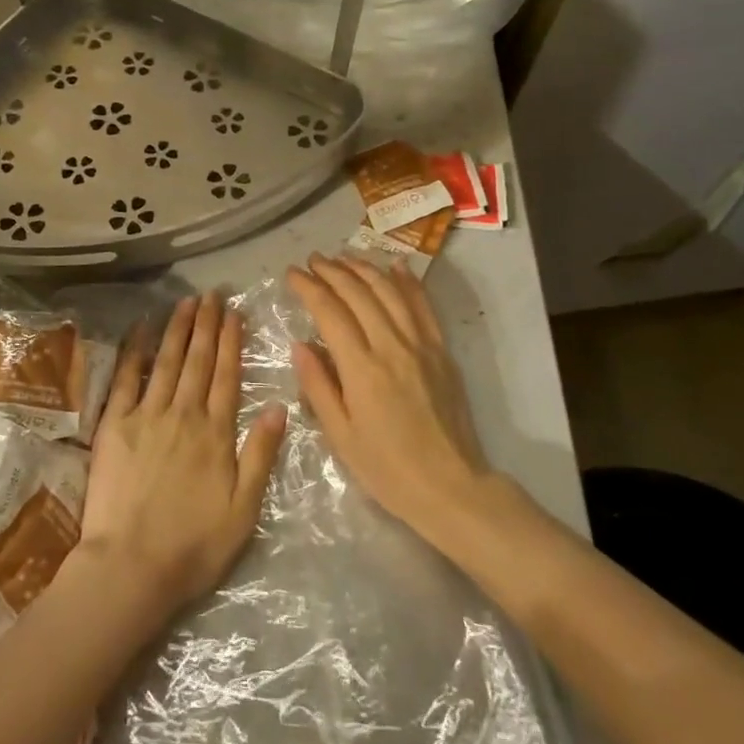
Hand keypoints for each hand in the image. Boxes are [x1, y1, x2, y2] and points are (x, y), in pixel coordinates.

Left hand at [76, 292, 286, 618]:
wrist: (131, 566)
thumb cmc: (194, 545)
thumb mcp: (244, 509)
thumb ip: (261, 455)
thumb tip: (279, 407)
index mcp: (216, 432)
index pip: (227, 375)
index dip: (231, 341)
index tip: (234, 313)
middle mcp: (184, 414)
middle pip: (198, 360)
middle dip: (207, 324)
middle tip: (212, 294)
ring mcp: (147, 416)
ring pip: (167, 361)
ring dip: (178, 329)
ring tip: (186, 302)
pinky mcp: (115, 425)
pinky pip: (126, 378)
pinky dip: (135, 350)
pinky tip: (142, 328)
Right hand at [286, 254, 487, 538]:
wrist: (451, 486)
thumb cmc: (387, 469)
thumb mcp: (341, 436)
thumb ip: (319, 386)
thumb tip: (301, 344)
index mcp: (362, 369)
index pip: (330, 312)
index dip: (309, 288)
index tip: (292, 274)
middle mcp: (391, 346)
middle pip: (359, 293)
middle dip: (332, 271)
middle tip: (312, 260)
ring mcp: (421, 345)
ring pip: (389, 292)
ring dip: (364, 269)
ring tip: (343, 257)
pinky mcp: (441, 351)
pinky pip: (423, 306)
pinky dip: (408, 282)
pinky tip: (395, 266)